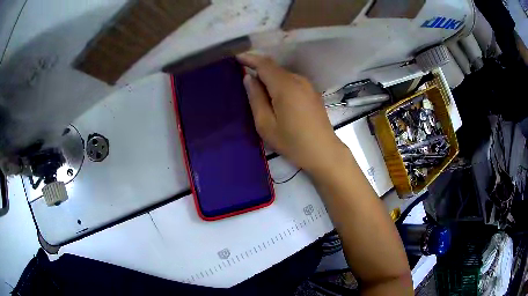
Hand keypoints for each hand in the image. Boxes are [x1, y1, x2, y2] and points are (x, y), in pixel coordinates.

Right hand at [237, 53, 344, 174]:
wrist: (323, 152)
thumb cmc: (292, 142)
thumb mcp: (266, 124)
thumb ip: (255, 98)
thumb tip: (249, 78)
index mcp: (285, 86)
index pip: (264, 64)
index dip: (250, 59)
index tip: (237, 58)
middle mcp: (298, 80)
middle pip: (274, 68)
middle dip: (258, 68)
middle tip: (244, 77)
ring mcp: (308, 86)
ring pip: (283, 74)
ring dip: (269, 77)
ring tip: (258, 89)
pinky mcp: (312, 93)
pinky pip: (292, 81)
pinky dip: (280, 83)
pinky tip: (275, 96)